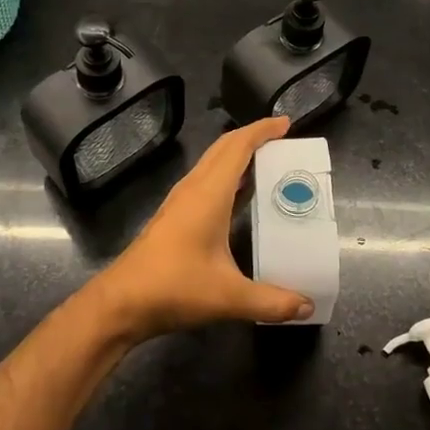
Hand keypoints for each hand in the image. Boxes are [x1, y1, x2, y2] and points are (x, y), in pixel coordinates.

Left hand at [91, 116, 313, 341]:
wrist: (121, 303)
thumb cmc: (174, 288)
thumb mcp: (228, 297)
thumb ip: (271, 302)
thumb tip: (307, 307)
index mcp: (209, 193)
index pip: (238, 147)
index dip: (262, 130)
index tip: (286, 122)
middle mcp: (194, 189)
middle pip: (224, 148)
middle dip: (252, 137)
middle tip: (283, 140)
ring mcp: (180, 201)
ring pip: (212, 164)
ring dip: (238, 155)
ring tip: (268, 162)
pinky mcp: (174, 216)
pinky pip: (206, 181)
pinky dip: (227, 176)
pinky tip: (240, 196)